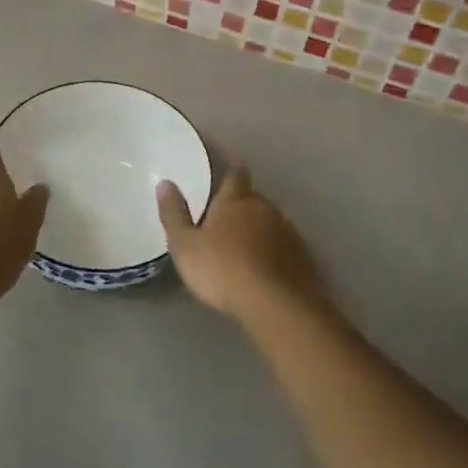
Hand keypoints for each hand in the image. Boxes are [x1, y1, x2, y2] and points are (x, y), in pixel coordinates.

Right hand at [157, 164, 326, 321]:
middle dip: (239, 203)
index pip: (234, 171)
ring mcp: (289, 232)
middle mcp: (265, 207)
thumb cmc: (223, 270)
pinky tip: (264, 267)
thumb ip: (174, 214)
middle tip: (223, 216)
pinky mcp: (303, 257)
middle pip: (252, 197)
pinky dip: (272, 250)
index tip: (221, 161)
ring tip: (242, 245)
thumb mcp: (185, 246)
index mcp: (236, 199)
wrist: (278, 305)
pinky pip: (283, 246)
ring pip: (269, 221)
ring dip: (257, 228)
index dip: (228, 164)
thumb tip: (165, 183)